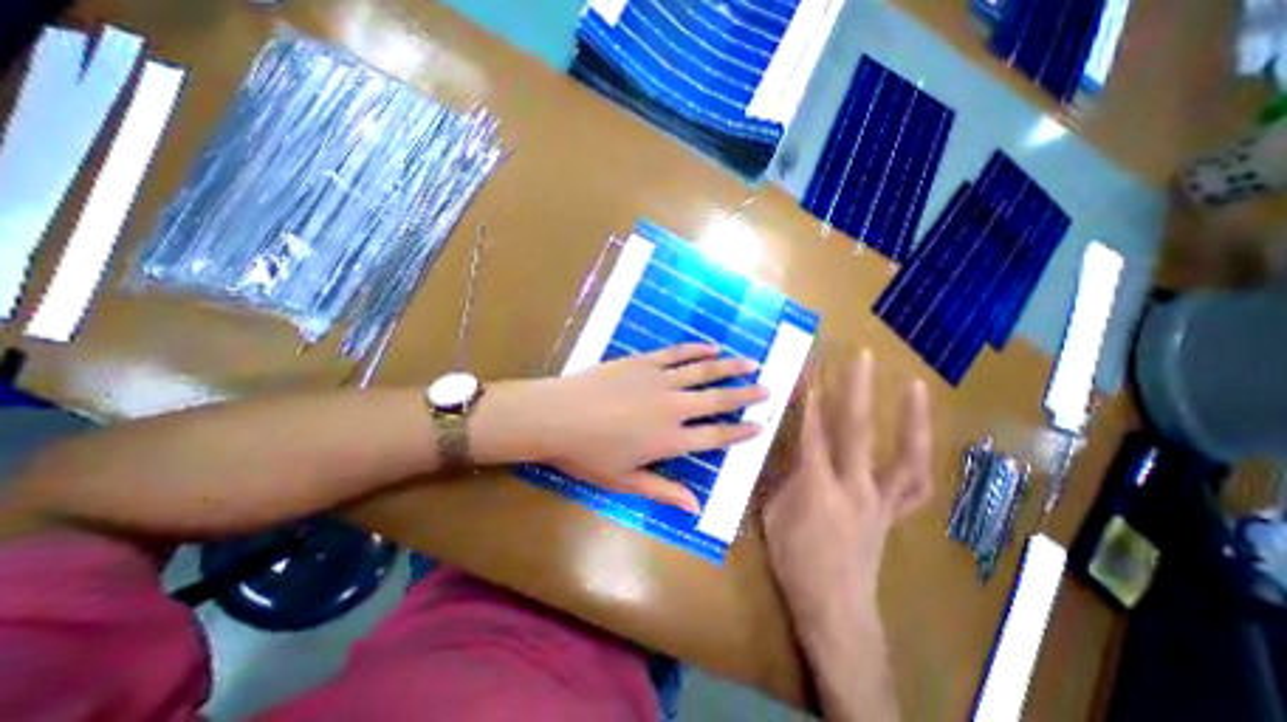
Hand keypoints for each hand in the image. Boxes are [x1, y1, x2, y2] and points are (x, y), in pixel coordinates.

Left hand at [479, 343, 761, 512]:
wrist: (557, 416)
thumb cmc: (588, 454)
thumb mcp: (625, 481)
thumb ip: (663, 491)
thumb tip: (695, 506)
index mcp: (670, 440)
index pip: (715, 435)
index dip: (740, 431)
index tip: (760, 425)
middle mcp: (673, 408)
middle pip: (717, 400)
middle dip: (745, 394)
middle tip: (768, 389)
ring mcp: (659, 380)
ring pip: (703, 371)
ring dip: (729, 367)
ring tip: (751, 363)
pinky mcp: (643, 362)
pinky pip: (677, 354)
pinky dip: (696, 350)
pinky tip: (711, 347)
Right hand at [757, 350, 931, 635]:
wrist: (834, 606)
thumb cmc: (794, 559)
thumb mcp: (771, 512)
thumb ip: (776, 473)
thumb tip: (776, 441)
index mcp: (814, 484)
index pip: (810, 429)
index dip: (808, 396)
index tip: (809, 365)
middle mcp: (852, 485)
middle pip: (856, 430)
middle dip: (858, 389)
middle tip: (862, 356)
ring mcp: (879, 499)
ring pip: (903, 455)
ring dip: (911, 419)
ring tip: (916, 386)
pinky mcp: (892, 512)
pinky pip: (914, 485)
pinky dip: (919, 458)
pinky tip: (920, 438)